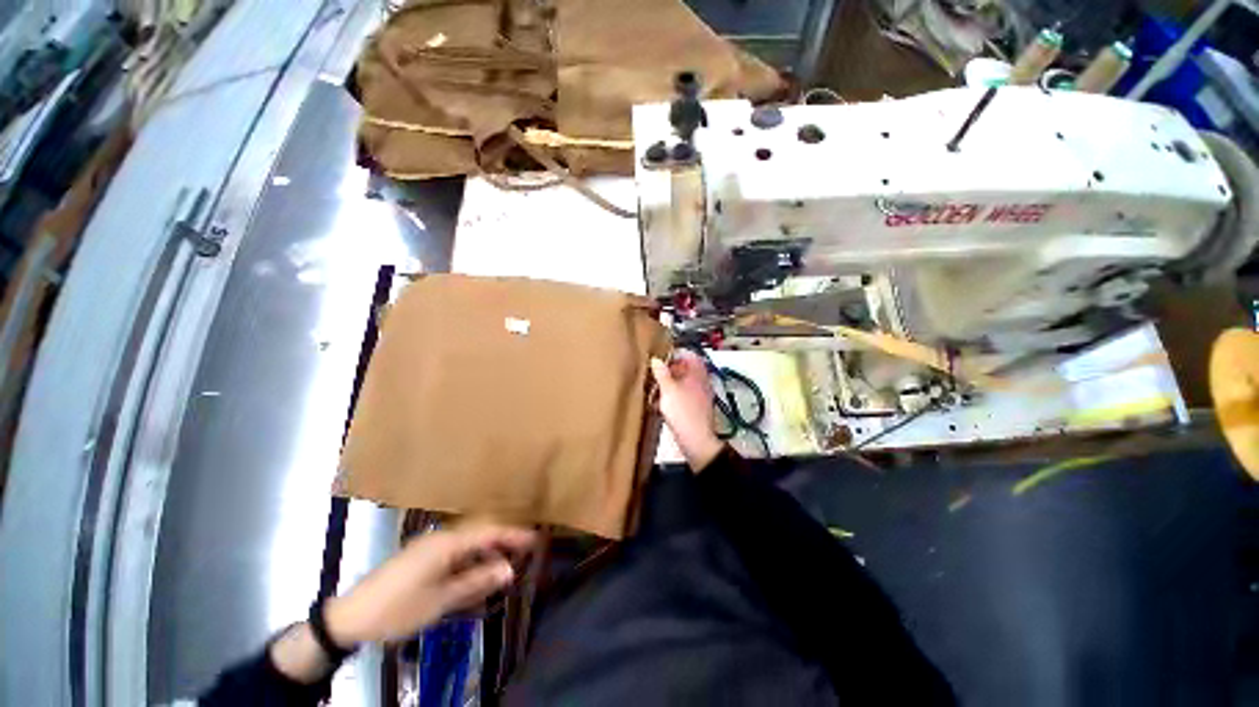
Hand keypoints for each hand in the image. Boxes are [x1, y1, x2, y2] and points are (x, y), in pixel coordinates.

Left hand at [326, 523, 534, 644]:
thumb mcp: (440, 600)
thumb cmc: (398, 609)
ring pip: (468, 542)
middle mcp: (441, 537)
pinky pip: (454, 552)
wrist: (350, 618)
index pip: (489, 532)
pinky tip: (476, 573)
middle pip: (480, 533)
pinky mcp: (421, 556)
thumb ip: (476, 581)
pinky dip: (470, 559)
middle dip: (503, 540)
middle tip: (524, 551)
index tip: (535, 538)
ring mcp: (429, 545)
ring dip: (487, 551)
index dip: (513, 535)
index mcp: (447, 543)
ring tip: (504, 565)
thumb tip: (509, 569)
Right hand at [651, 350, 723, 471]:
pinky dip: (672, 397)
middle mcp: (701, 382)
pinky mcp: (695, 409)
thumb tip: (656, 359)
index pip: (690, 355)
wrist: (696, 441)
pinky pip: (682, 397)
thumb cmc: (683, 412)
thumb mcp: (668, 390)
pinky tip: (660, 405)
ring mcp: (699, 396)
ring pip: (682, 384)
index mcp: (697, 374)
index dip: (676, 354)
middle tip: (655, 374)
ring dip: (669, 385)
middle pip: (685, 369)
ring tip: (654, 390)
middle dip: (669, 371)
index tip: (661, 357)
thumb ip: (662, 373)